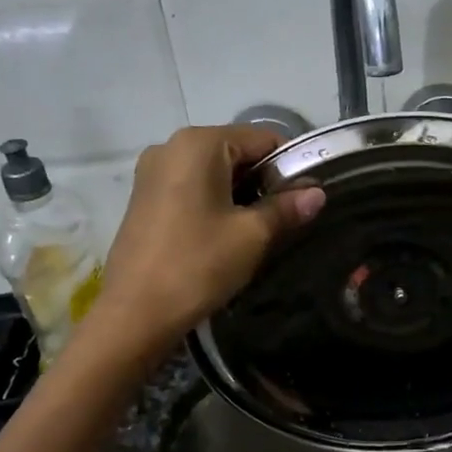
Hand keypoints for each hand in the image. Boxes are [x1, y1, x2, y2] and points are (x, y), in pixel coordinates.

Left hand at [95, 125, 323, 345]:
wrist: (135, 313)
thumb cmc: (198, 265)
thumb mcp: (252, 235)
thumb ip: (286, 208)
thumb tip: (317, 193)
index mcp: (199, 143)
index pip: (262, 138)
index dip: (291, 165)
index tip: (305, 198)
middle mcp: (171, 146)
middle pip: (236, 151)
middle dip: (264, 180)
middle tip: (285, 218)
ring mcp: (152, 172)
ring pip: (214, 171)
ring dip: (241, 194)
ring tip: (257, 230)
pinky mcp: (143, 197)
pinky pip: (191, 187)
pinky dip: (215, 201)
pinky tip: (224, 234)